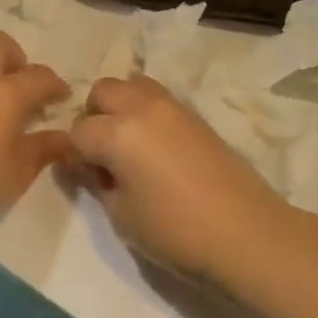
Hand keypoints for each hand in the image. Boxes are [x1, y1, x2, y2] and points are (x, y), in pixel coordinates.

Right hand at [68, 75, 296, 279]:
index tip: (81, 175)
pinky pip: (158, 97)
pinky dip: (146, 110)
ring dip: (121, 105)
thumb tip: (91, 166)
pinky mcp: (195, 114)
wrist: (245, 232)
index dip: (72, 154)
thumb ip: (98, 183)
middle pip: (103, 91)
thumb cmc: (176, 232)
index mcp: (118, 132)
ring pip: (132, 84)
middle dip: (93, 116)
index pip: (77, 131)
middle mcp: (142, 107)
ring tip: (128, 142)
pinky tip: (154, 145)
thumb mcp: (122, 216)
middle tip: (102, 153)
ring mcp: (173, 106)